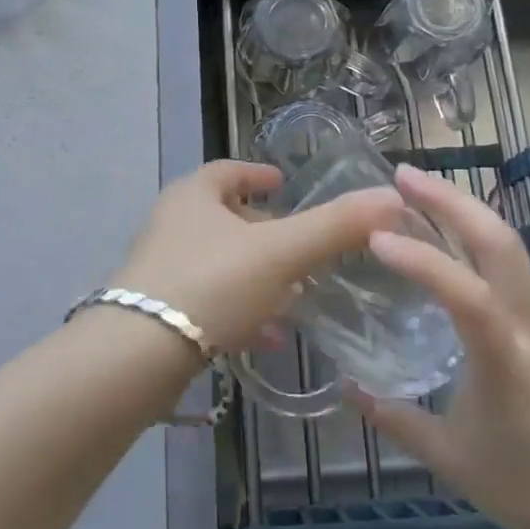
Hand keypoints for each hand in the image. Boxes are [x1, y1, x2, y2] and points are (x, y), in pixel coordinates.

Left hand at [112, 160, 403, 354]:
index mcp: (193, 196)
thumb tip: (392, 197)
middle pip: (225, 219)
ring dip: (258, 276)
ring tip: (296, 295)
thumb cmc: (211, 283)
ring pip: (219, 264)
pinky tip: (267, 337)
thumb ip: (335, 226)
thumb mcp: (280, 252)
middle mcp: (172, 225)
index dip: (257, 175)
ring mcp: (161, 271)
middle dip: (265, 232)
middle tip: (302, 246)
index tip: (282, 182)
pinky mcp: (158, 314)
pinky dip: (240, 311)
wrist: (136, 356)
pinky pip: (209, 303)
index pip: (227, 172)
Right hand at [351, 164, 529, 528]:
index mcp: (506, 358)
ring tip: (417, 191)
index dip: (421, 260)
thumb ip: (396, 420)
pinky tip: (447, 236)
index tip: (376, 237)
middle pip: (499, 241)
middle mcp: (529, 323)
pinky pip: (510, 264)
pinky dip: (475, 235)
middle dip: (451, 200)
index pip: (465, 293)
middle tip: (402, 174)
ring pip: (508, 244)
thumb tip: (347, 388)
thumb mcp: (453, 461)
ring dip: (464, 209)